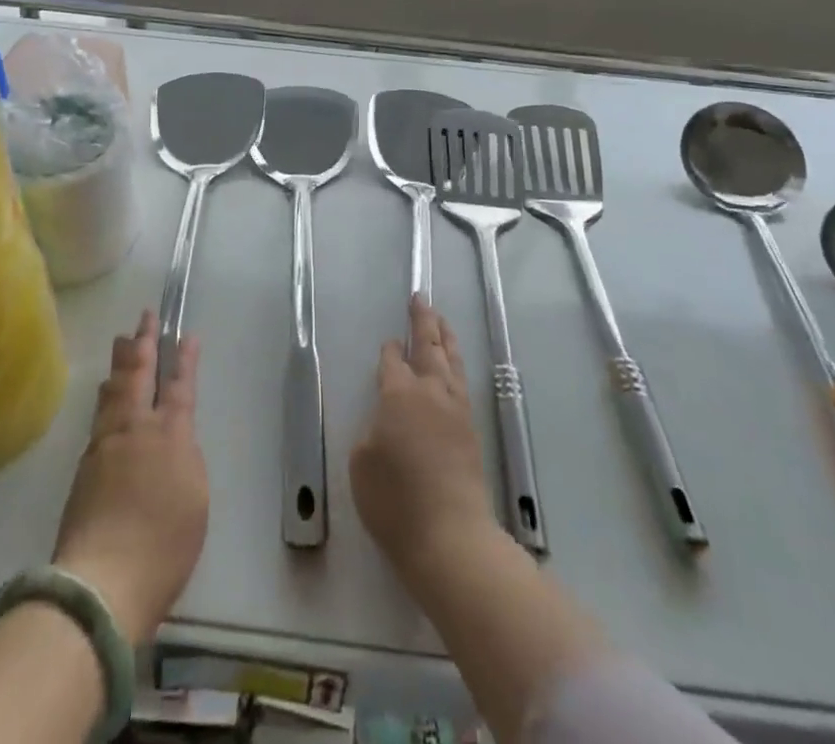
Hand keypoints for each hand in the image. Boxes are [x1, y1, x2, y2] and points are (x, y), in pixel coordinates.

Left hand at [53, 312, 207, 645]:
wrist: (103, 581)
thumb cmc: (164, 544)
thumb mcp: (195, 498)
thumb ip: (184, 459)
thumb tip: (171, 440)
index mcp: (170, 435)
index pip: (179, 386)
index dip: (185, 360)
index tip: (186, 335)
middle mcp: (135, 430)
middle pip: (139, 376)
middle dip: (144, 343)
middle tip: (144, 317)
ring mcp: (104, 446)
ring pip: (113, 392)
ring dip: (120, 365)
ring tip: (121, 343)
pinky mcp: (83, 469)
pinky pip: (99, 416)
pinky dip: (106, 397)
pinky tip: (105, 397)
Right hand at [350, 299, 500, 584]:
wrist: (450, 536)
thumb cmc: (395, 501)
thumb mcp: (362, 463)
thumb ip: (372, 430)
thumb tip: (387, 420)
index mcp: (399, 394)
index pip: (393, 361)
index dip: (389, 350)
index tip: (388, 344)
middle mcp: (431, 392)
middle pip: (429, 345)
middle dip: (423, 320)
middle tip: (420, 299)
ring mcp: (456, 409)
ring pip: (451, 360)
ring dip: (444, 337)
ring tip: (441, 321)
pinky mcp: (471, 430)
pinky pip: (462, 382)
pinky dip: (456, 364)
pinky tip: (453, 368)